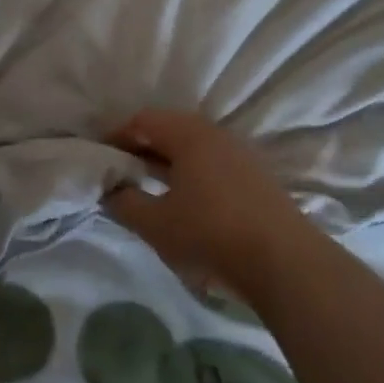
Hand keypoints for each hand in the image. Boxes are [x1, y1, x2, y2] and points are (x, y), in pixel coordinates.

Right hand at [102, 111, 312, 299]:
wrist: (284, 262)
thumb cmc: (210, 235)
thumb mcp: (156, 224)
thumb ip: (125, 203)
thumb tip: (110, 190)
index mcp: (189, 135)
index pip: (144, 121)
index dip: (117, 136)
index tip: (99, 157)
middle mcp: (216, 135)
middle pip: (171, 130)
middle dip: (142, 149)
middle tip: (121, 173)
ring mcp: (241, 155)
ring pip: (194, 149)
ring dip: (168, 163)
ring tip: (150, 189)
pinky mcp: (257, 178)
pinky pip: (213, 165)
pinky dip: (192, 175)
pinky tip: (186, 203)